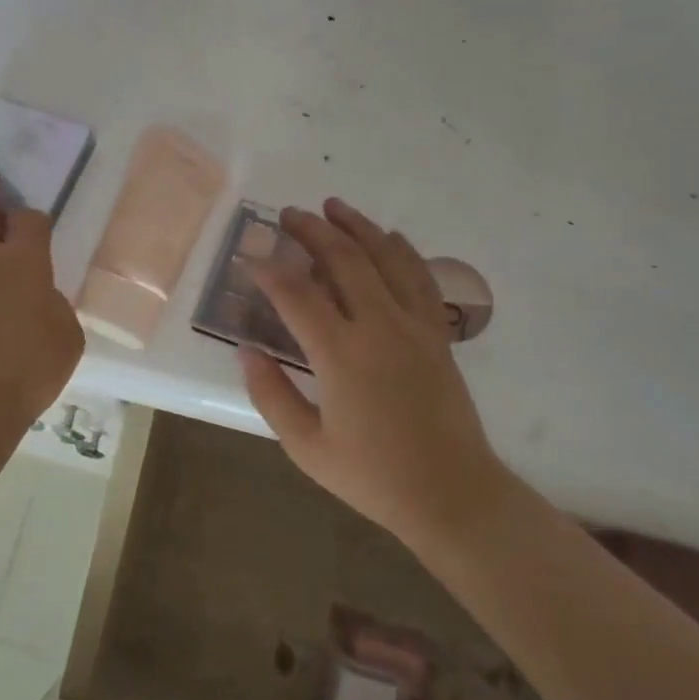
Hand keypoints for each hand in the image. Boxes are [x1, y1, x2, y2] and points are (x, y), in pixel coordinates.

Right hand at [239, 198, 507, 554]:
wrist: (452, 493)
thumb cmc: (373, 476)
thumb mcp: (307, 447)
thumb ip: (271, 394)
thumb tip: (246, 349)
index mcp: (341, 355)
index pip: (297, 295)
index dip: (269, 270)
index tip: (250, 257)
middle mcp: (379, 327)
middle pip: (344, 260)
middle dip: (312, 230)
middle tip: (289, 214)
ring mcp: (414, 325)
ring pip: (385, 257)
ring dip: (357, 226)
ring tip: (333, 206)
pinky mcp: (437, 333)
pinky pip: (421, 278)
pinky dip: (403, 250)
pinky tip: (391, 236)